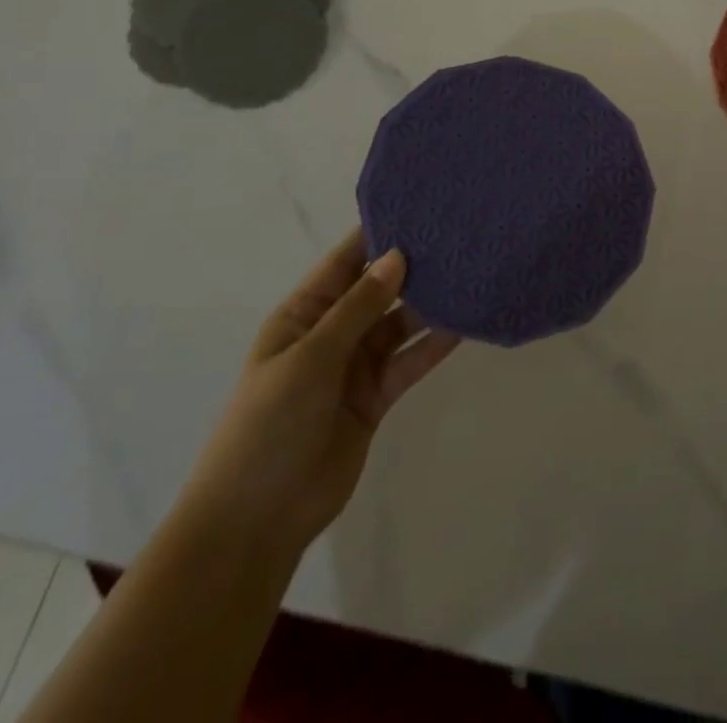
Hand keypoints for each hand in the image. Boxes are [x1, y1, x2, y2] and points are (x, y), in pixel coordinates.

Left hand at [180, 231, 459, 553]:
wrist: (256, 520)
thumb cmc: (268, 425)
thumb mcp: (310, 357)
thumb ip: (357, 308)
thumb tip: (398, 255)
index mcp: (304, 313)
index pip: (346, 260)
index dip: (379, 232)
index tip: (422, 206)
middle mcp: (332, 331)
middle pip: (379, 289)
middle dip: (413, 266)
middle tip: (460, 237)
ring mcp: (355, 365)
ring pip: (399, 323)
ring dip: (429, 304)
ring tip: (470, 275)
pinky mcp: (376, 396)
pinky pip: (409, 361)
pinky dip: (433, 345)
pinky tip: (464, 325)